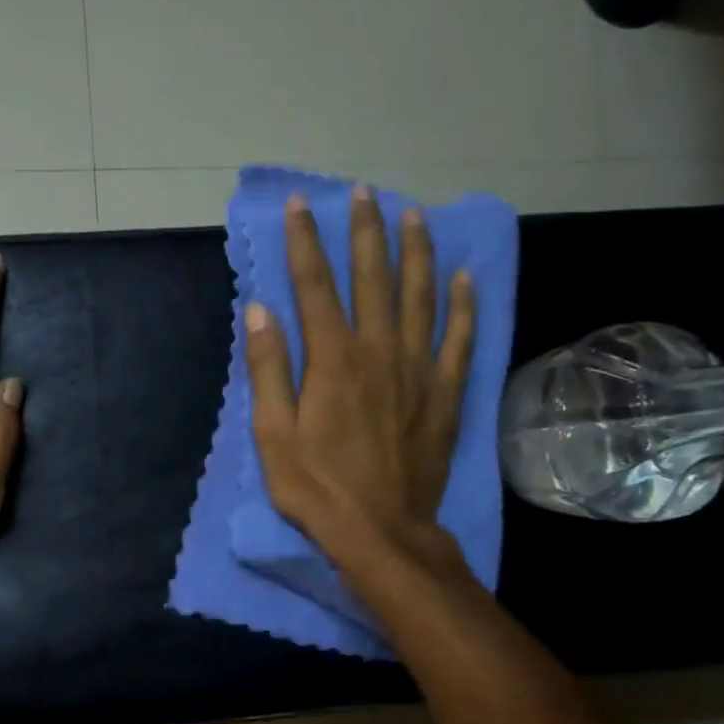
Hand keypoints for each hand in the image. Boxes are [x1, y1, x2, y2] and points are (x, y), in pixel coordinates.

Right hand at [244, 186, 474, 574]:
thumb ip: (268, 369)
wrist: (380, 531)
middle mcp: (379, 351)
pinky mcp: (445, 393)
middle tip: (364, 193)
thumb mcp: (272, 434)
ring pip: (420, 295)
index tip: (300, 206)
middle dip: (365, 232)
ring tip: (413, 215)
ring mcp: (418, 369)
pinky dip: (463, 304)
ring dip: (416, 252)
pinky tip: (464, 276)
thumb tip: (259, 310)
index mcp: (332, 360)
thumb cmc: (316, 487)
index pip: (315, 286)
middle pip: (373, 278)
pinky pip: (459, 337)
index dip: (305, 243)